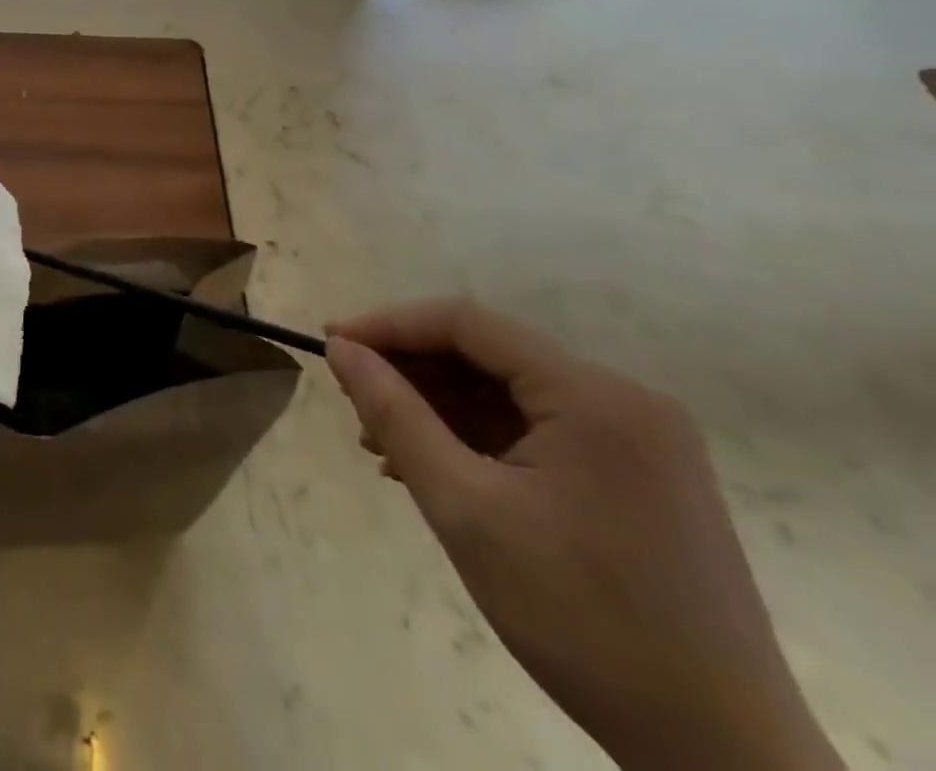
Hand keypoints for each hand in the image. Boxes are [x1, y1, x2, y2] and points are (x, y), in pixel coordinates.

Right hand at [327, 299, 840, 770]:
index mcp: (594, 396)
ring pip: (509, 391)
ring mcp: (639, 438)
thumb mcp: (465, 509)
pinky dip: (479, 436)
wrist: (720, 757)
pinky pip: (539, 428)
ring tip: (380, 442)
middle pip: (489, 355)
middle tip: (351, 401)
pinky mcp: (640, 475)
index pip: (468, 323)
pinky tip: (435, 465)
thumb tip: (340, 348)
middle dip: (412, 371)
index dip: (389, 325)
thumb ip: (394, 415)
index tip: (331, 344)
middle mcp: (624, 399)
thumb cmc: (580, 620)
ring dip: (439, 406)